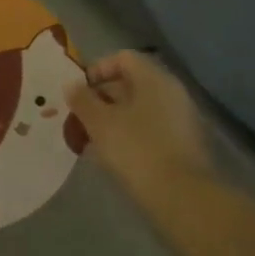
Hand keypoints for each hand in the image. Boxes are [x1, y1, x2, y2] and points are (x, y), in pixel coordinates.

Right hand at [67, 51, 214, 210]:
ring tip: (91, 139)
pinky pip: (150, 128)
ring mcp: (180, 118)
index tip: (79, 92)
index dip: (97, 70)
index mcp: (153, 79)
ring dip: (113, 118)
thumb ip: (82, 100)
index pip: (122, 58)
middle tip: (80, 118)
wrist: (182, 197)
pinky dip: (129, 135)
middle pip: (131, 83)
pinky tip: (113, 155)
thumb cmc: (136, 150)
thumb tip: (72, 85)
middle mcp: (171, 92)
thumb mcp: (99, 122)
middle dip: (101, 98)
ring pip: (139, 108)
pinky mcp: (183, 144)